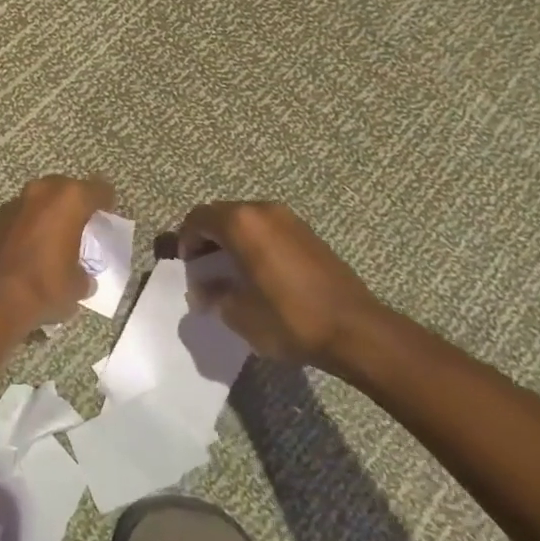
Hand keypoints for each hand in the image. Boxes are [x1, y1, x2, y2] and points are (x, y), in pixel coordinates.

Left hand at [0, 175, 115, 332]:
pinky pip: (24, 215)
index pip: (99, 189)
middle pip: (67, 188)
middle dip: (76, 203)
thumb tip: (81, 276)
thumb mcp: (77, 286)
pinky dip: (32, 224)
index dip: (107, 201)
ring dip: (51, 213)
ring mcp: (16, 202)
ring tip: (59, 236)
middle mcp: (42, 191)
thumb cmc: (44, 287)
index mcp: (70, 199)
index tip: (109, 214)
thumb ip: (84, 273)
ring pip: (42, 199)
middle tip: (84, 224)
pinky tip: (34, 246)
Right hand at [178, 200, 396, 376]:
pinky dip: (254, 243)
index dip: (185, 241)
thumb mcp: (237, 314)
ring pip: (246, 221)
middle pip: (221, 215)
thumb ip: (213, 295)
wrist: (354, 329)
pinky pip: (268, 229)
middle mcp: (263, 211)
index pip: (197, 218)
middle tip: (204, 270)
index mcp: (241, 223)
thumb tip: (205, 290)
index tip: (187, 267)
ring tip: (230, 273)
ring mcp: (289, 219)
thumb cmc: (288, 318)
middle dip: (207, 239)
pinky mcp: (308, 233)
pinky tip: (258, 273)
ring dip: (231, 240)